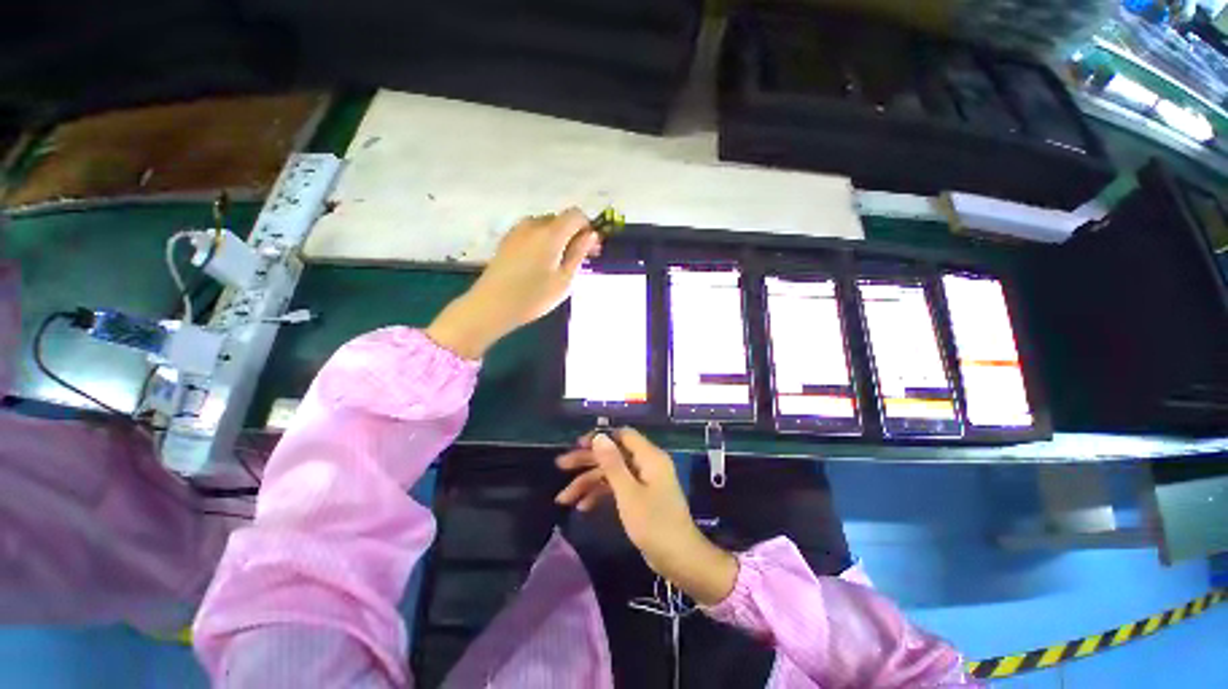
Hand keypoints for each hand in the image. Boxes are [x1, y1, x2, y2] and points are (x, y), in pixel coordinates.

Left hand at [426, 208, 599, 358]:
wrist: (491, 306)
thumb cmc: (533, 297)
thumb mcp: (564, 279)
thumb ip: (579, 253)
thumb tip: (591, 234)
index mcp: (551, 233)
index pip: (576, 214)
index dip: (587, 228)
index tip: (589, 249)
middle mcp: (533, 224)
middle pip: (560, 219)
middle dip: (573, 235)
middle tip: (577, 260)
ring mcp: (517, 231)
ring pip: (545, 227)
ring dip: (557, 239)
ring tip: (557, 266)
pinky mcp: (507, 240)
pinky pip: (532, 233)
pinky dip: (542, 242)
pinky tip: (539, 266)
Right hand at [555, 428, 738, 605]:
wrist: (679, 559)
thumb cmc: (654, 523)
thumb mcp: (628, 493)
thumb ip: (612, 463)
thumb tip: (598, 436)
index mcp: (649, 457)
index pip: (622, 435)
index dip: (599, 437)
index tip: (577, 445)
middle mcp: (646, 464)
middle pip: (613, 454)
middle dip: (587, 461)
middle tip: (561, 466)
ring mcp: (643, 481)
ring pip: (611, 473)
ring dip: (588, 483)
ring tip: (563, 499)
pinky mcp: (640, 497)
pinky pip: (616, 488)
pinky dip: (600, 495)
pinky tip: (582, 507)